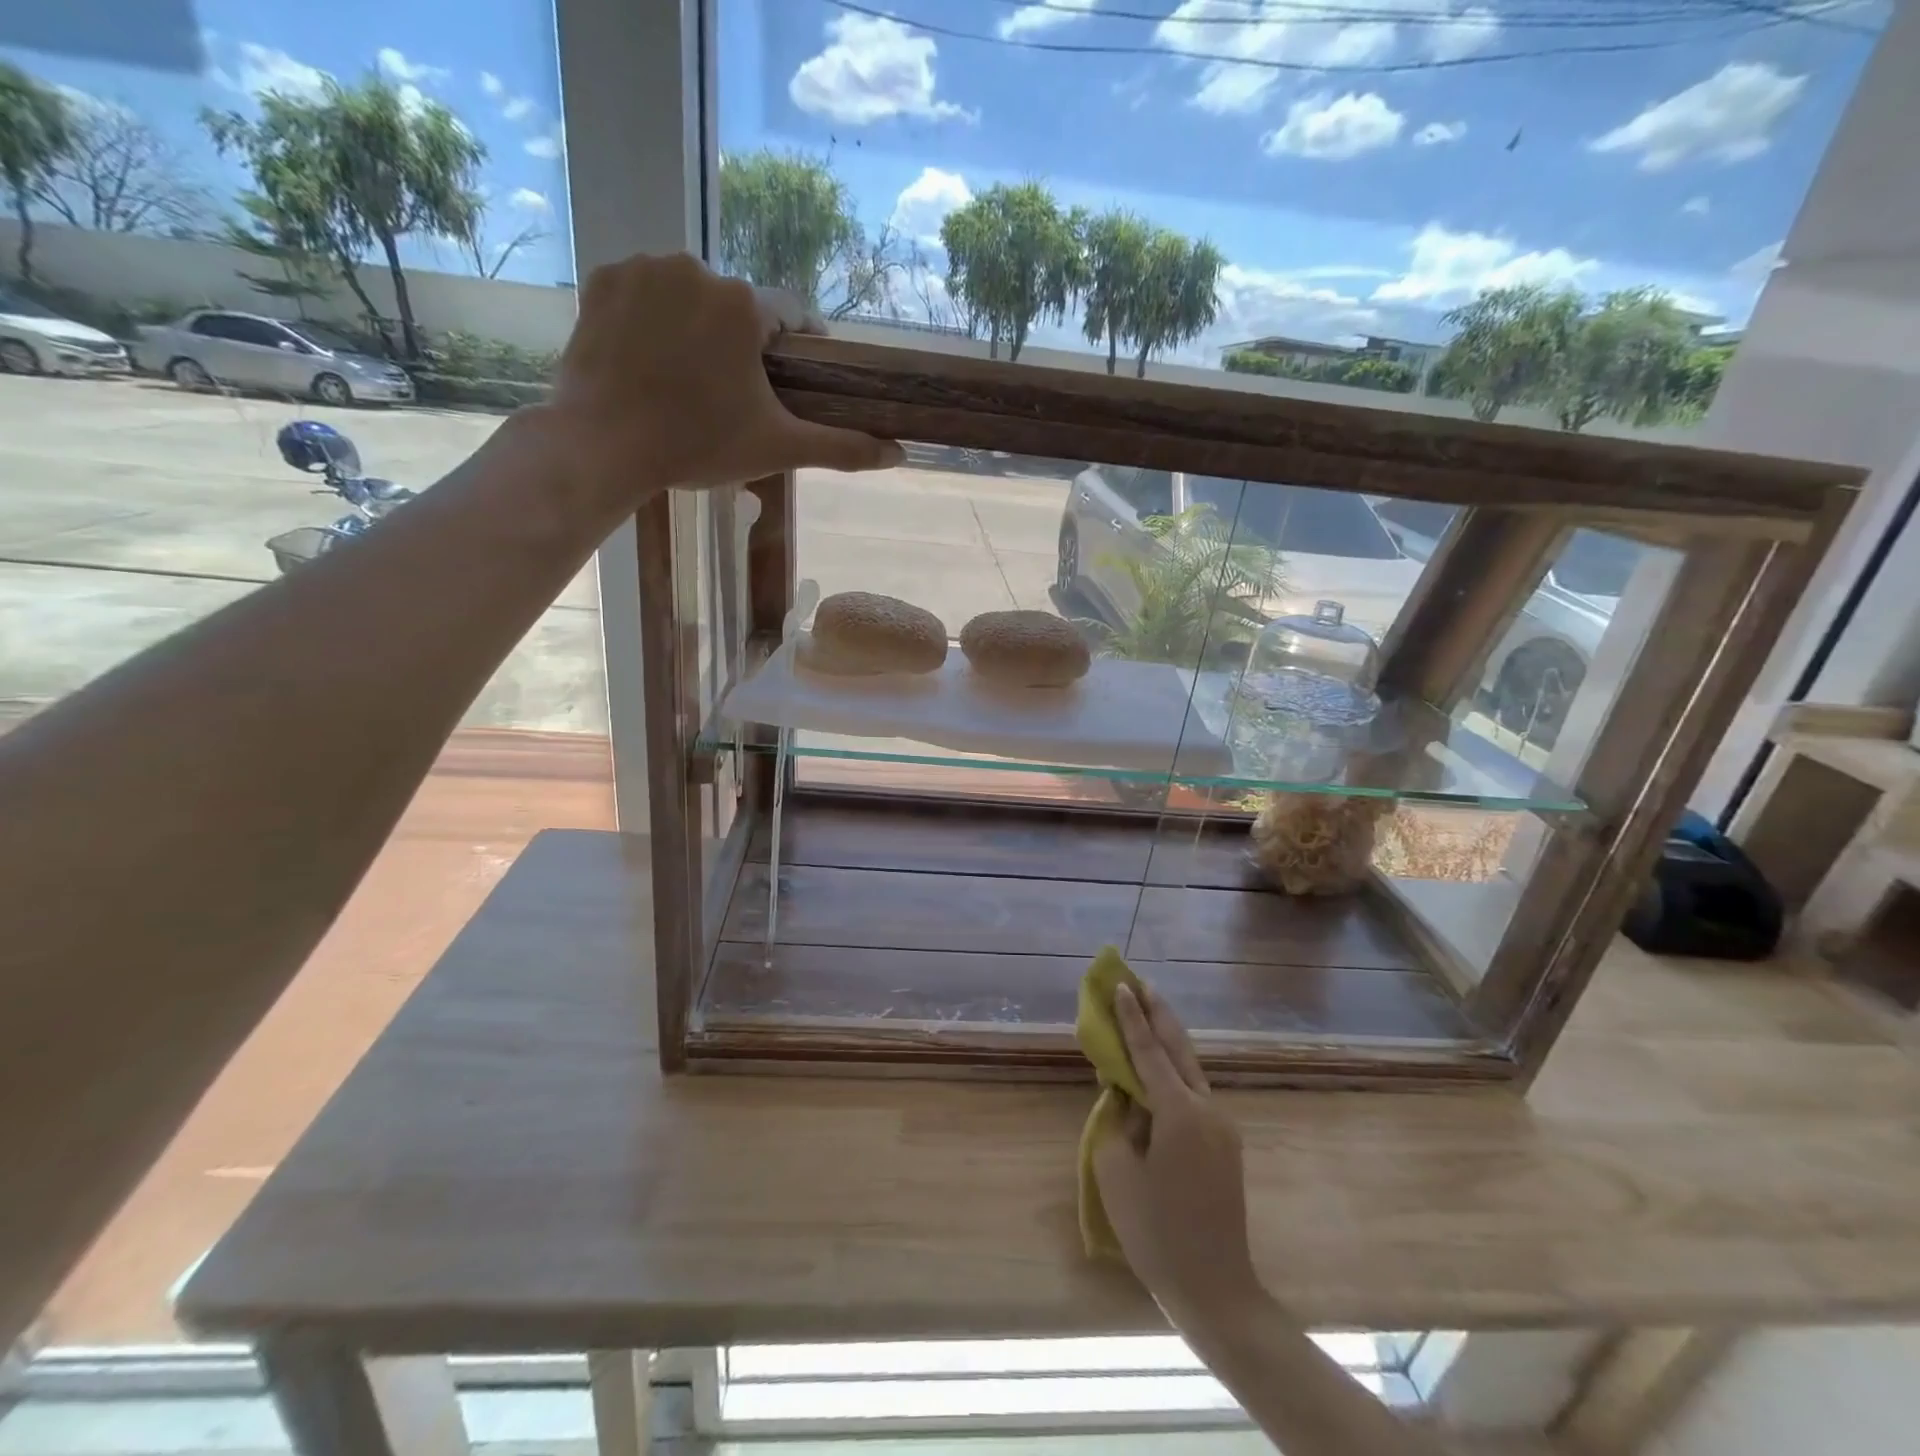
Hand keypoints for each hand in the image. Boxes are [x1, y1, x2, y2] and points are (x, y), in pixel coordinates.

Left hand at [541, 252, 902, 503]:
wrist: (601, 446)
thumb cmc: (698, 445)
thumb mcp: (778, 448)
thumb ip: (842, 447)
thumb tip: (900, 454)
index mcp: (744, 304)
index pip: (790, 315)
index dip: (798, 347)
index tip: (794, 377)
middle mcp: (696, 268)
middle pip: (737, 306)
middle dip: (742, 342)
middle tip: (734, 392)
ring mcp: (643, 269)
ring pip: (690, 296)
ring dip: (698, 327)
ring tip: (690, 378)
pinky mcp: (602, 280)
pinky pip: (643, 294)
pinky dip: (652, 320)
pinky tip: (651, 360)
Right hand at [1092, 984, 1258, 1323]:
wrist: (1215, 1289)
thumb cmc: (1156, 1231)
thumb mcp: (1117, 1171)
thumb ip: (1116, 1120)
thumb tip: (1124, 1093)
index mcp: (1179, 1112)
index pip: (1149, 1052)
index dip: (1132, 1018)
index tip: (1121, 985)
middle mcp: (1206, 1109)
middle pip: (1180, 1048)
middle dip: (1159, 1014)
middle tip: (1140, 983)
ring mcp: (1221, 1126)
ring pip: (1191, 1069)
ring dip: (1168, 1039)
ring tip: (1148, 1012)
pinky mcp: (1224, 1145)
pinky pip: (1194, 1093)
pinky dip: (1174, 1071)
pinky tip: (1159, 1069)